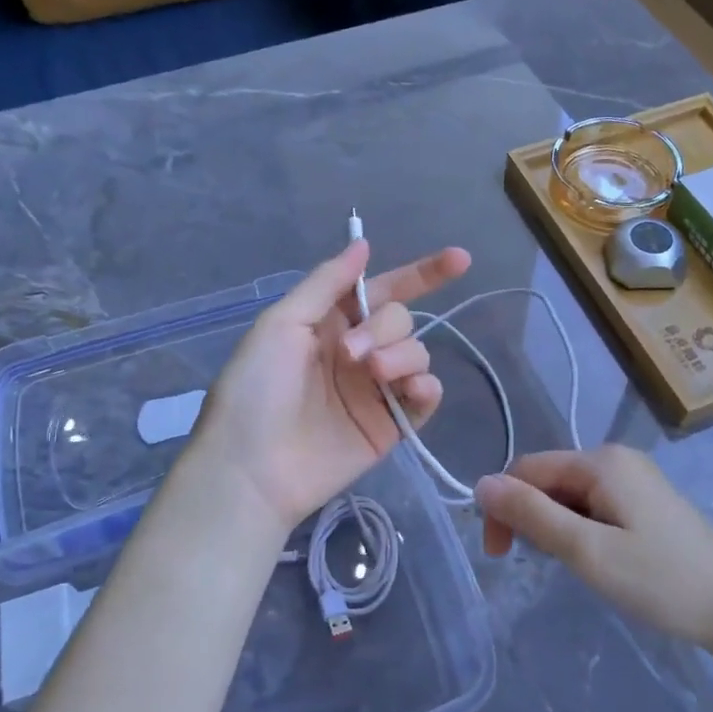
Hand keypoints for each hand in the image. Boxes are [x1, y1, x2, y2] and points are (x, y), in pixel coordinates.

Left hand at [188, 238, 470, 533]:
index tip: (459, 259)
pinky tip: (412, 390)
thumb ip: (327, 282)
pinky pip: (425, 396)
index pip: (383, 290)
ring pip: (416, 354)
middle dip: (385, 329)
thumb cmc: (255, 390)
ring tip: (373, 375)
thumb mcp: (281, 324)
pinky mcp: (390, 426)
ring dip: (401, 356)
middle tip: (353, 356)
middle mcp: (357, 351)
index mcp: (330, 324)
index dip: (421, 274)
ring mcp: (376, 390)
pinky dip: (425, 387)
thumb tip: (363, 243)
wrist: (252, 468)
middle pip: (401, 320)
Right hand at [475, 446, 712, 648]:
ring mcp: (635, 478)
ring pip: (570, 494)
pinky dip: (581, 529)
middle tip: (539, 565)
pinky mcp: (646, 501)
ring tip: (574, 566)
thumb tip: (480, 483)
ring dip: (556, 526)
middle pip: (549, 479)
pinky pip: (594, 504)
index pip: (527, 469)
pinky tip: (595, 559)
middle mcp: (616, 458)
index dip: (504, 507)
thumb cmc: (660, 581)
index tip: (500, 555)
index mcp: (600, 461)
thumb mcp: (587, 551)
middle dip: (532, 518)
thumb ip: (532, 514)